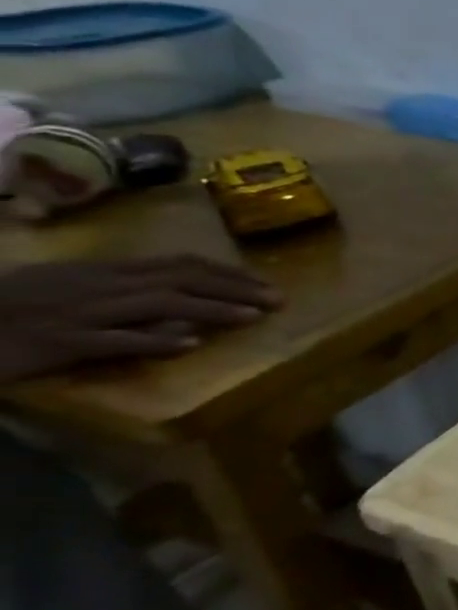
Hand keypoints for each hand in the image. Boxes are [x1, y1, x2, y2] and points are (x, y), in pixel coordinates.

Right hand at [0, 256, 281, 384]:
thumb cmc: (9, 306)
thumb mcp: (71, 288)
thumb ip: (123, 289)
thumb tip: (180, 301)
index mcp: (102, 271)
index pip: (178, 265)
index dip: (227, 273)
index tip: (265, 283)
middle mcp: (97, 286)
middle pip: (179, 280)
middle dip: (234, 288)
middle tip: (278, 299)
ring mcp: (79, 313)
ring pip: (157, 304)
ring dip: (210, 309)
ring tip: (253, 316)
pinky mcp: (58, 342)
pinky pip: (112, 340)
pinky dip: (153, 339)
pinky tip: (189, 343)